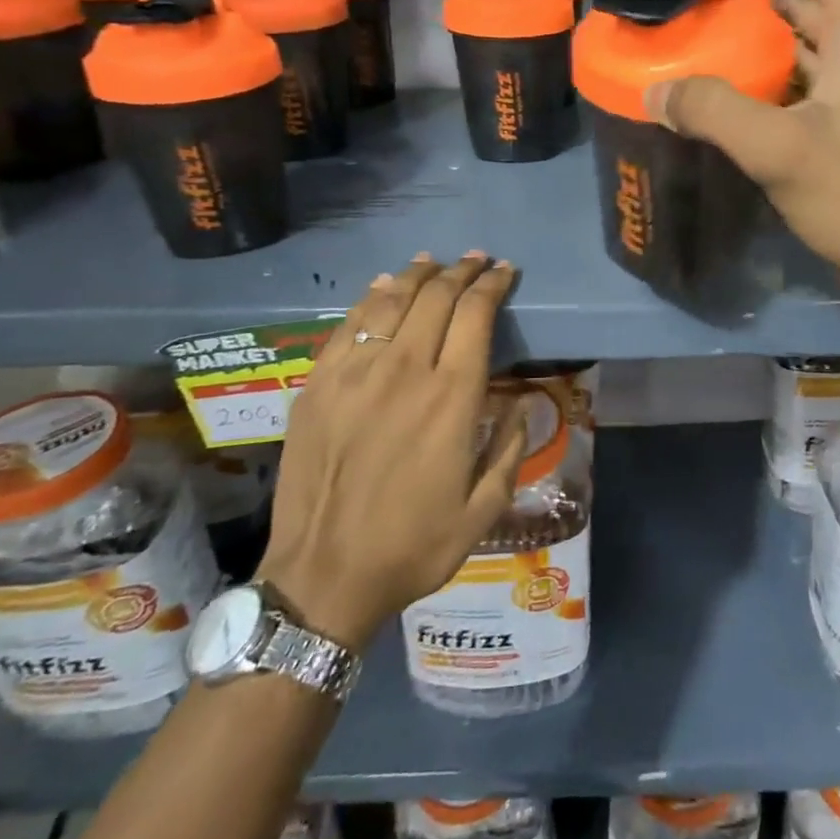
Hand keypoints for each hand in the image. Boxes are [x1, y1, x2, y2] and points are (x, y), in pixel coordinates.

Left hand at [258, 253, 528, 650]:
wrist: (323, 578)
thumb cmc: (414, 546)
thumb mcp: (485, 509)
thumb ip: (511, 447)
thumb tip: (523, 402)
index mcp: (451, 398)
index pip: (475, 315)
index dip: (492, 285)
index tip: (505, 271)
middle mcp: (404, 372)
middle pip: (435, 298)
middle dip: (460, 272)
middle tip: (475, 260)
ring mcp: (354, 375)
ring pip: (389, 302)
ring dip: (416, 276)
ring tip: (432, 263)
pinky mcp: (317, 386)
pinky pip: (347, 327)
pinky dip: (369, 299)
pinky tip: (381, 288)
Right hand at [649, 0, 839, 380]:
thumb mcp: (780, 148)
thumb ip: (714, 111)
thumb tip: (655, 91)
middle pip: (809, 4)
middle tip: (700, 11)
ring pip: (801, 53)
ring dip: (756, 46)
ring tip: (701, 53)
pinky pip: (797, 94)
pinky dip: (762, 88)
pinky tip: (723, 107)